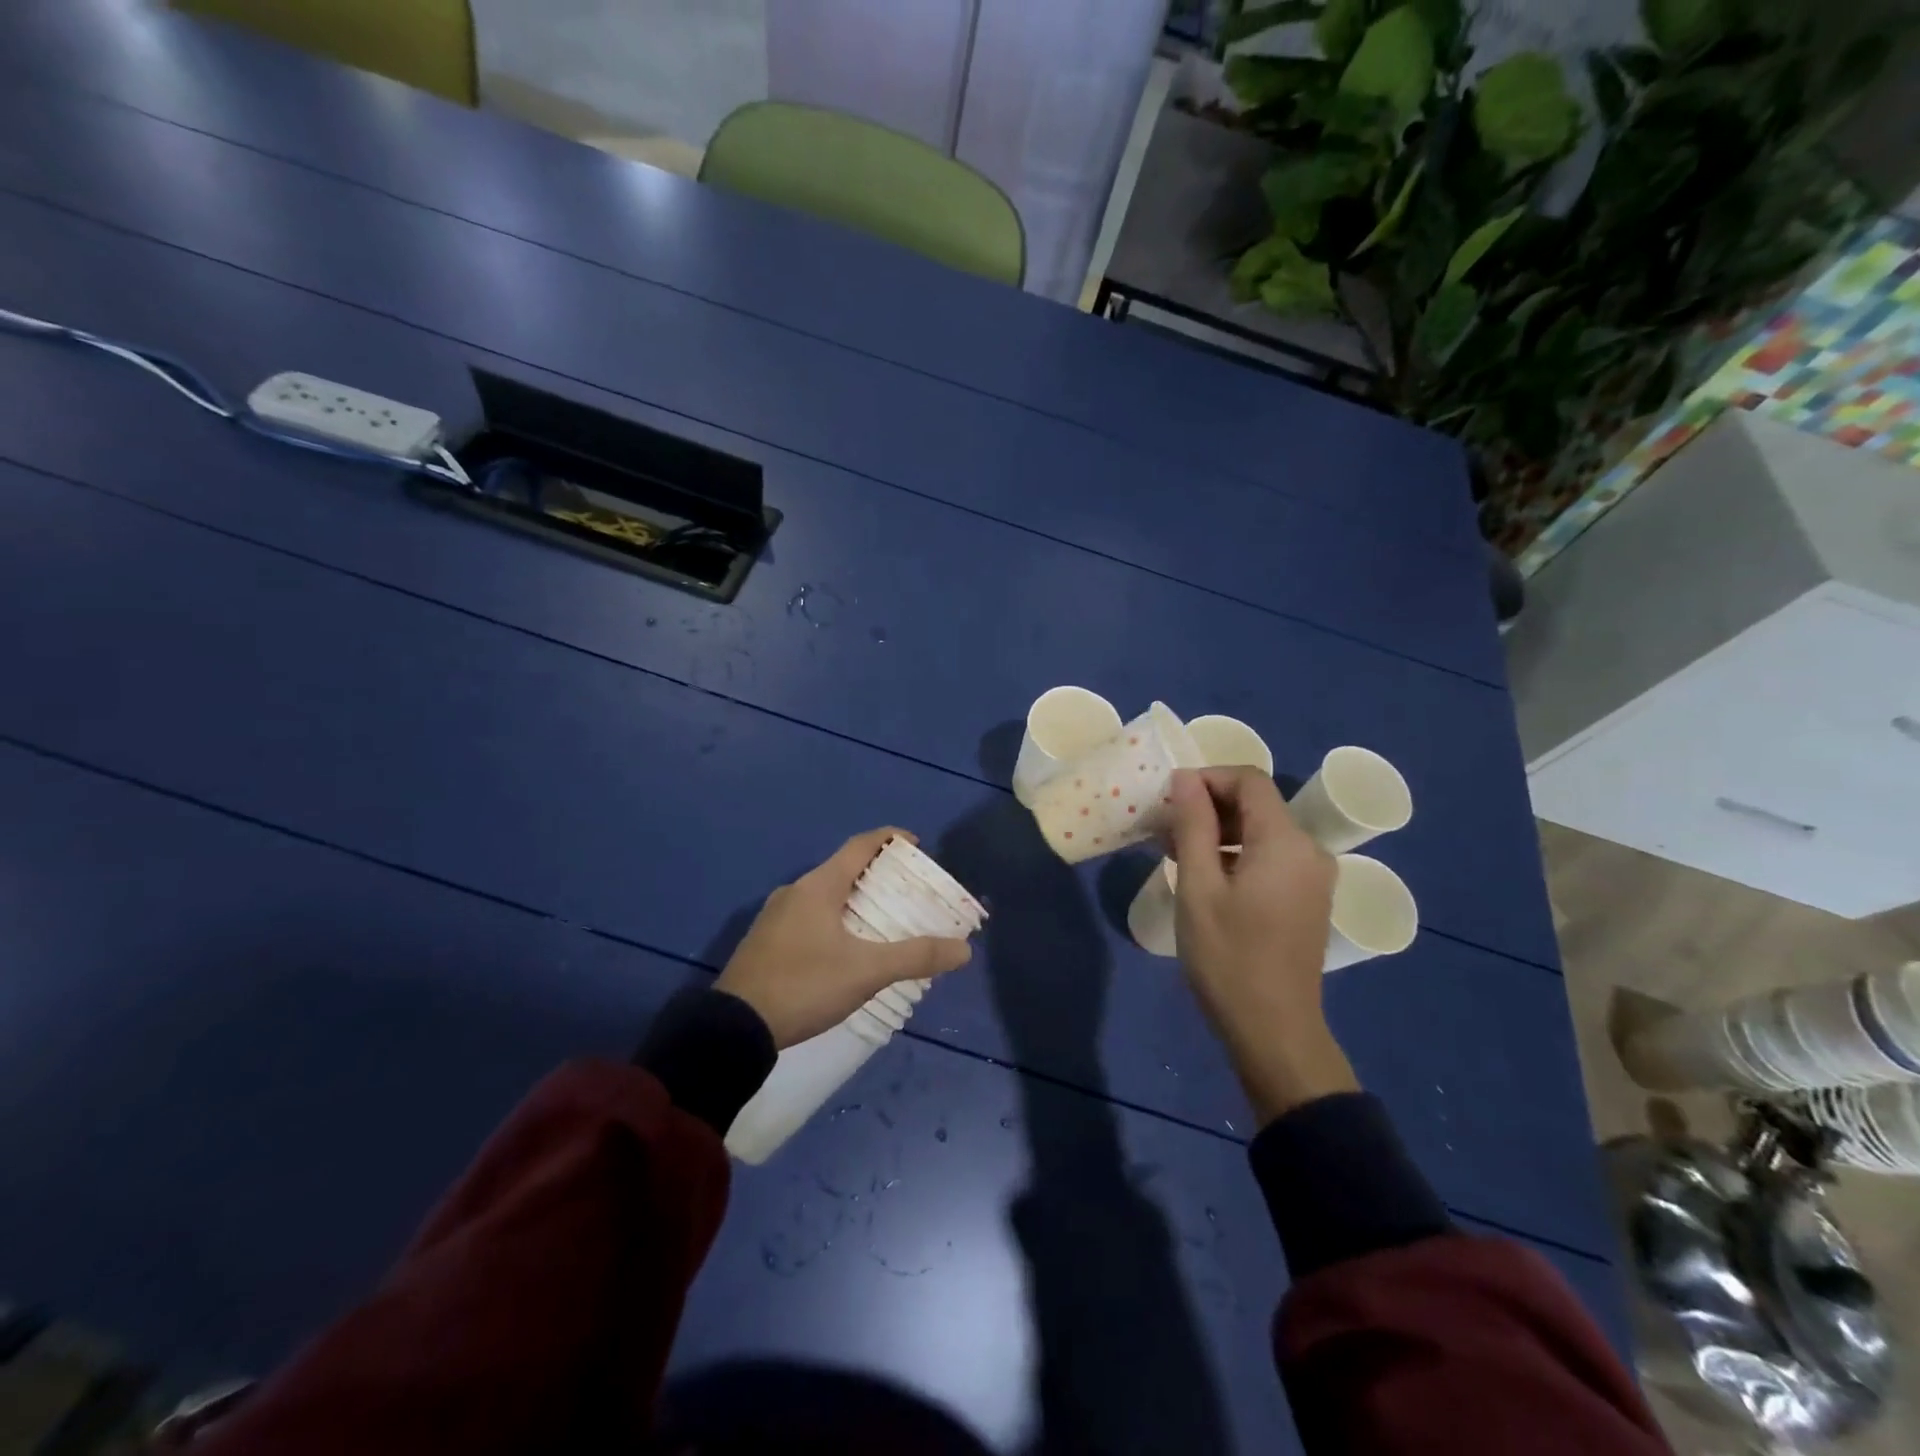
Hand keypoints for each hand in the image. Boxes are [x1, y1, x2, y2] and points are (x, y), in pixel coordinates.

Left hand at [715, 828, 972, 1048]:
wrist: (733, 1030)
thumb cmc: (803, 986)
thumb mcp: (866, 972)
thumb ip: (915, 957)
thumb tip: (964, 949)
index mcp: (818, 887)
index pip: (860, 846)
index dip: (890, 838)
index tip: (915, 844)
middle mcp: (795, 892)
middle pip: (843, 870)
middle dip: (878, 875)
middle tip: (908, 891)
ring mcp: (775, 918)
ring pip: (825, 896)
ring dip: (855, 901)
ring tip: (884, 921)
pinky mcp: (765, 944)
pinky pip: (809, 918)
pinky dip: (835, 921)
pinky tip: (846, 950)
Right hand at [1166, 767, 1358, 1125]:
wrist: (1274, 1031)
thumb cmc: (1229, 957)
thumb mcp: (1199, 887)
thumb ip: (1193, 825)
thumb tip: (1185, 778)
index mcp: (1286, 841)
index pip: (1249, 780)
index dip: (1206, 779)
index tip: (1168, 800)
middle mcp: (1309, 850)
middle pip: (1256, 804)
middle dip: (1207, 806)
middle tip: (1163, 829)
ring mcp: (1312, 877)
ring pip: (1261, 831)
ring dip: (1217, 832)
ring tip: (1174, 853)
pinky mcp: (1307, 899)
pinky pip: (1270, 857)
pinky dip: (1235, 854)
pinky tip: (1203, 877)